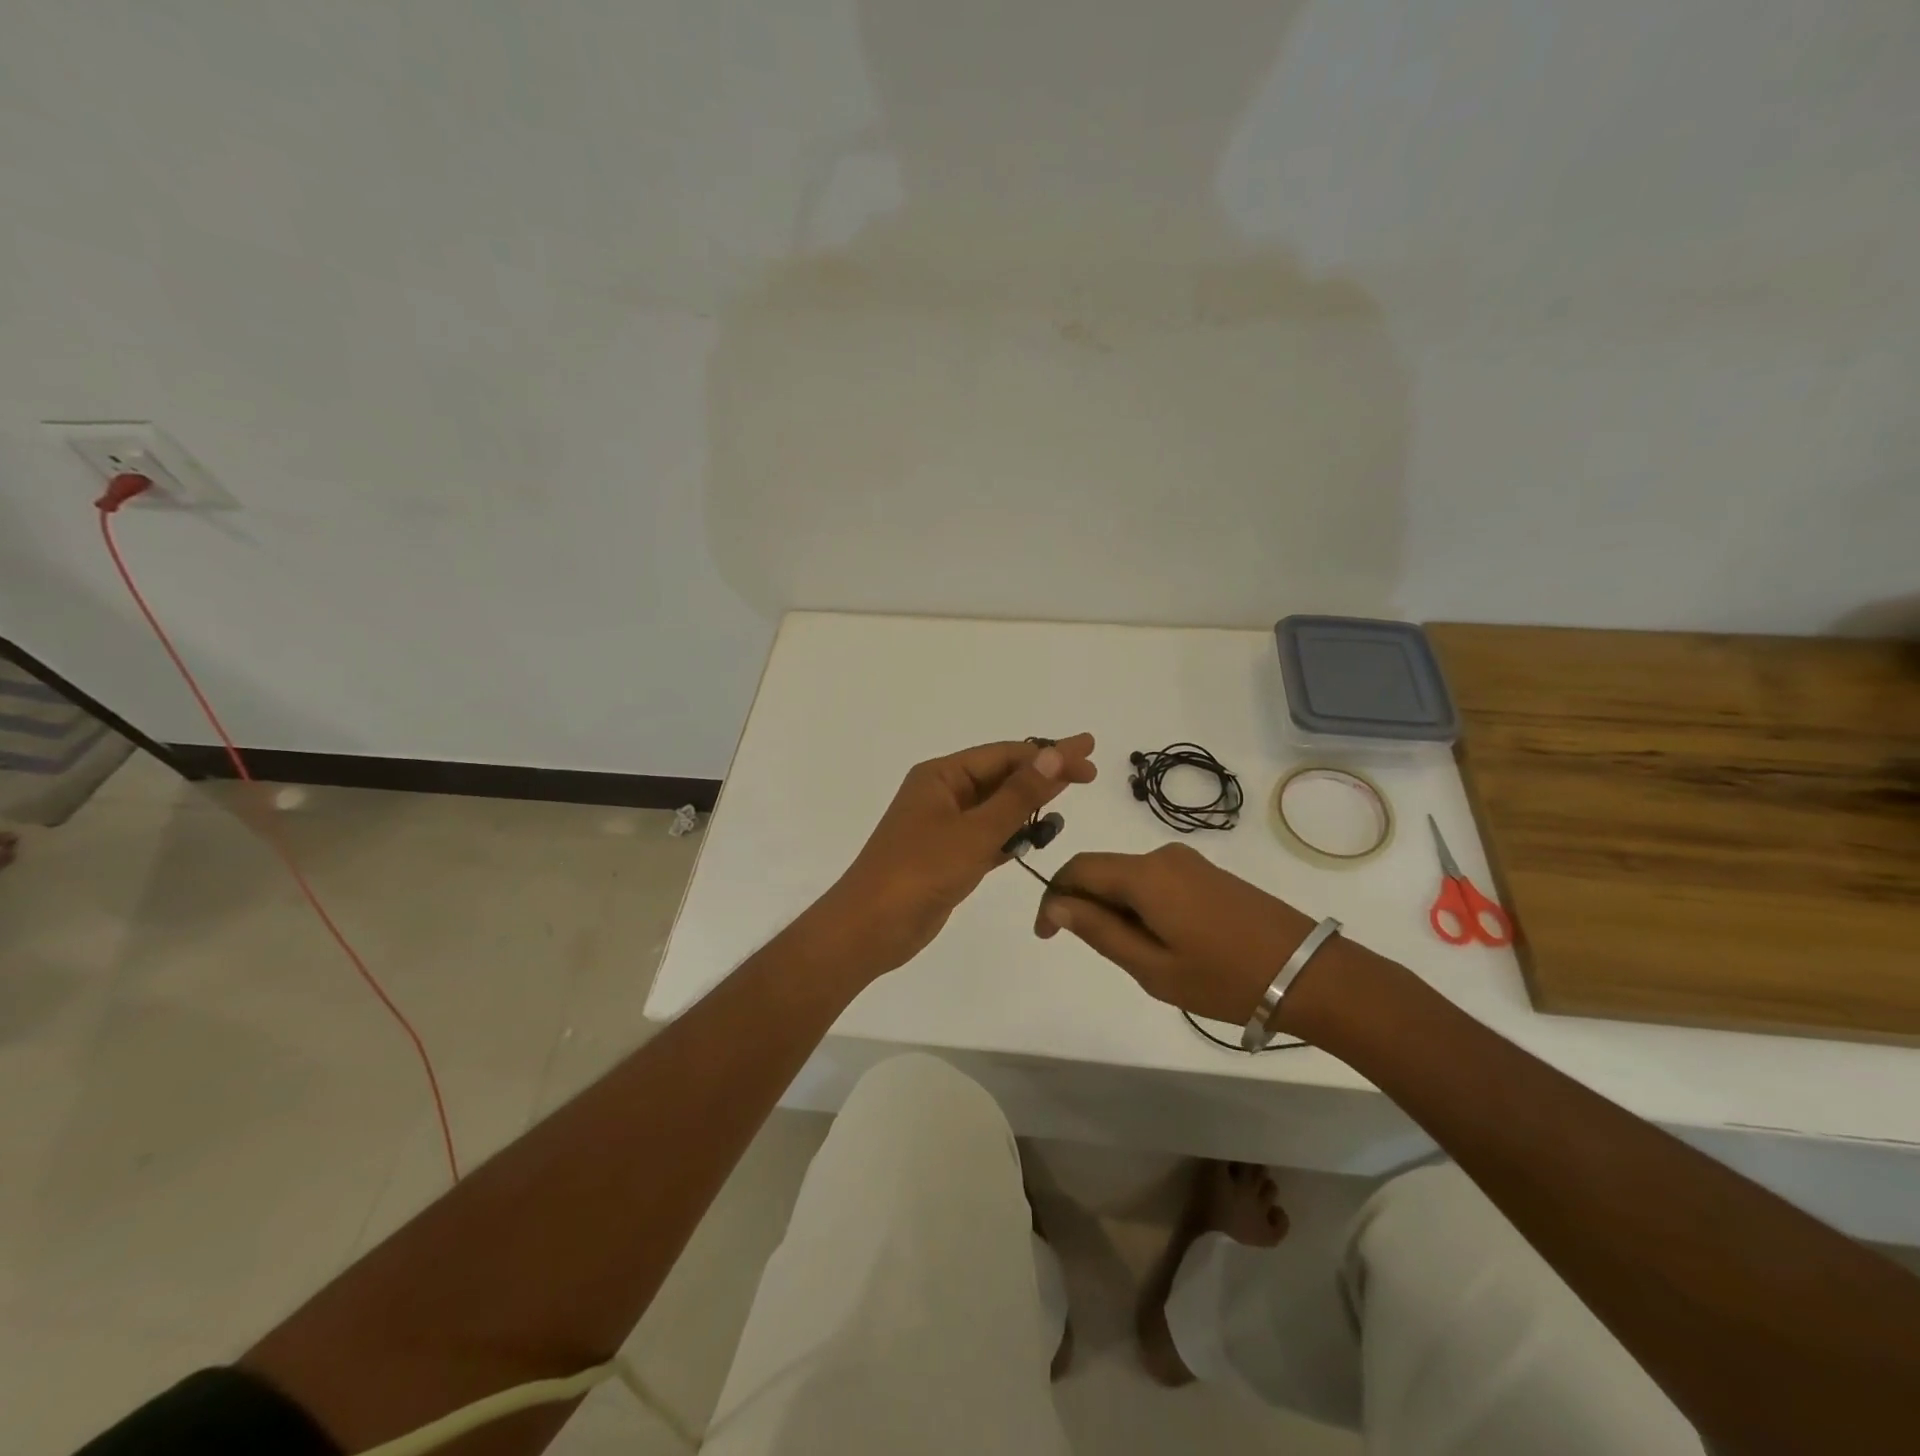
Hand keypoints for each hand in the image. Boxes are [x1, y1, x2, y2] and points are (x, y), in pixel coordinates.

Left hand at [818, 734, 1097, 979]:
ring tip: (1069, 795)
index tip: (1089, 750)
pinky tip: (1040, 834)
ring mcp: (944, 827)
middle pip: (1002, 776)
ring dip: (1030, 803)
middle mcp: (942, 794)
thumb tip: (1055, 753)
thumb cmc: (920, 872)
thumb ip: (1018, 795)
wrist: (870, 928)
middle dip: (1044, 773)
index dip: (1049, 752)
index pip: (1004, 755)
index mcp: (941, 776)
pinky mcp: (949, 857)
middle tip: (1090, 771)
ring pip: (997, 807)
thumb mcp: (975, 831)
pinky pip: (989, 836)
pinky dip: (1014, 834)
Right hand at [1033, 843, 1318, 1025]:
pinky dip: (1141, 905)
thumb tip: (1056, 904)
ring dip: (1114, 907)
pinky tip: (1163, 941)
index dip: (1053, 897)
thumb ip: (1099, 931)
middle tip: (1093, 951)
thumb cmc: (1225, 978)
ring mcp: (1189, 862)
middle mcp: (1162, 856)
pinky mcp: (1208, 873)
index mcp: (1144, 875)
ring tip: (1136, 955)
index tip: (1047, 935)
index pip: (1077, 869)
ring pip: (1129, 877)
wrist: (1310, 973)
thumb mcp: (1152, 967)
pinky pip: (1155, 881)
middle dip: (1083, 904)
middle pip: (1102, 870)